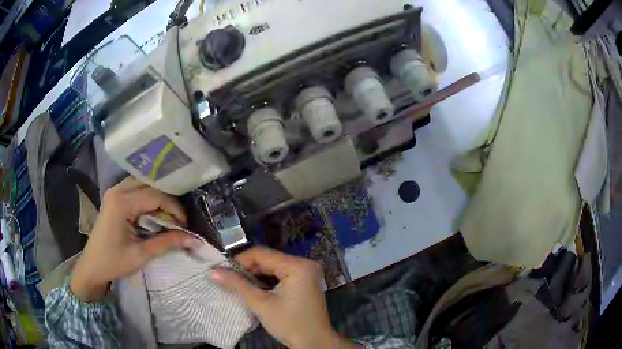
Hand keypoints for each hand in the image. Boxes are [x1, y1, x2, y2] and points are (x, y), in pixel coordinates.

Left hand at [70, 177, 201, 301]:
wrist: (92, 267)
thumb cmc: (114, 262)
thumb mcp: (141, 255)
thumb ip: (167, 243)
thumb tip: (194, 239)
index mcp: (121, 203)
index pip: (155, 195)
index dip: (174, 208)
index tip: (185, 225)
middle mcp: (117, 190)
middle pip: (150, 184)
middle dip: (167, 200)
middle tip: (178, 219)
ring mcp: (114, 191)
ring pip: (143, 183)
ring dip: (158, 196)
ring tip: (168, 215)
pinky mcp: (114, 197)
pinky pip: (135, 188)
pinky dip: (148, 197)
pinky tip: (154, 210)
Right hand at [210, 247, 356, 348]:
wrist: (313, 343)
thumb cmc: (289, 324)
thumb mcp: (261, 304)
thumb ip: (237, 284)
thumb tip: (213, 271)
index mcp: (297, 265)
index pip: (261, 254)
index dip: (239, 260)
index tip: (222, 270)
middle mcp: (304, 264)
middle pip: (268, 260)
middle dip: (247, 269)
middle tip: (227, 278)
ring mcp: (306, 274)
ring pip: (273, 268)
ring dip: (255, 276)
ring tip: (237, 284)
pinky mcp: (304, 283)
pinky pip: (280, 276)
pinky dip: (266, 281)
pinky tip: (253, 289)